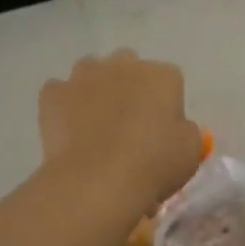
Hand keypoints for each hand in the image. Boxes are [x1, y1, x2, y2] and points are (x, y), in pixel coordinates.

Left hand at [40, 50, 205, 209]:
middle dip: (129, 85)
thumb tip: (175, 127)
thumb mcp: (190, 151)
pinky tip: (68, 129)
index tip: (162, 130)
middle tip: (129, 122)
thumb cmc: (153, 164)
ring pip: (91, 71)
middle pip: (129, 65)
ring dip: (95, 88)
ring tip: (95, 123)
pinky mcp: (54, 93)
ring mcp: (84, 76)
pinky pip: (59, 91)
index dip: (166, 104)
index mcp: (161, 76)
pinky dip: (63, 105)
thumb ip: (185, 130)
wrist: (97, 180)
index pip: (169, 79)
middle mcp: (123, 65)